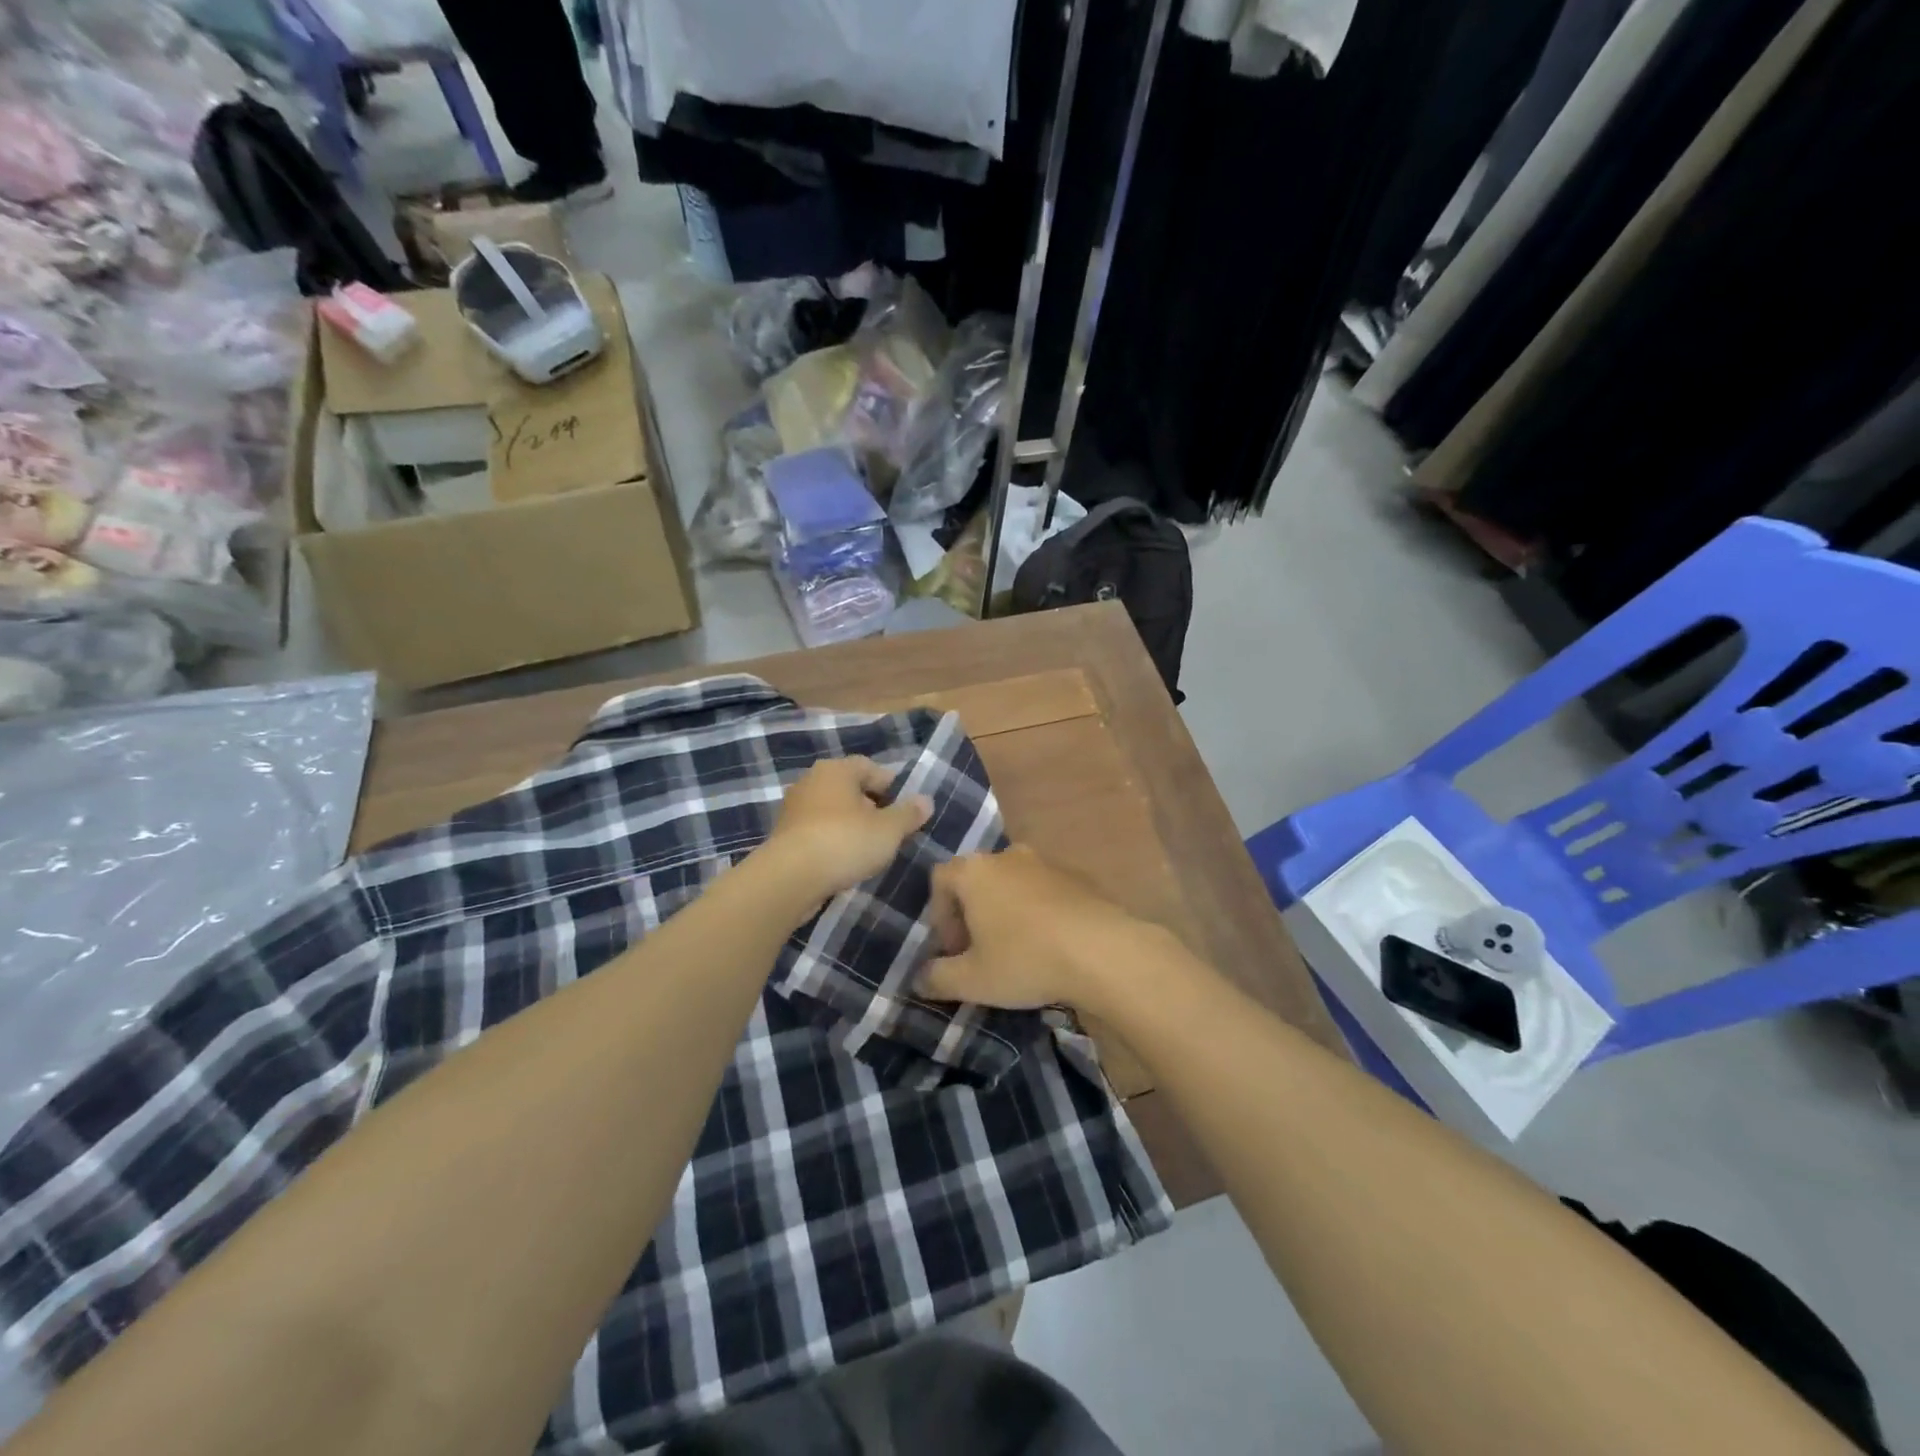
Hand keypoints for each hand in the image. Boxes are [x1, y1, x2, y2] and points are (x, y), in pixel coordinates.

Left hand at [759, 757, 931, 909]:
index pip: (870, 767)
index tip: (904, 809)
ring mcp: (793, 808)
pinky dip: (831, 841)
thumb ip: (909, 814)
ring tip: (867, 849)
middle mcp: (811, 781)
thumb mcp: (889, 830)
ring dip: (849, 826)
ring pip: (831, 811)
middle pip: (849, 788)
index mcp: (837, 770)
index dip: (891, 786)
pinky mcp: (784, 835)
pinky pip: (816, 831)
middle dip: (870, 806)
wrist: (790, 878)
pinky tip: (842, 862)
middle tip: (888, 830)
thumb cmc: (845, 842)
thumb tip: (926, 801)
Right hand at [918, 845, 1159, 1010]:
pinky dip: (1039, 912)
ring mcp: (1046, 863)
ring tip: (1017, 950)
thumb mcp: (972, 980)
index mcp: (975, 871)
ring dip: (1007, 912)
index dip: (939, 915)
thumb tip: (918, 979)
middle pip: (977, 879)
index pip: (940, 879)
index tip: (953, 949)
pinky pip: (1045, 891)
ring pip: (1013, 884)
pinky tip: (1051, 946)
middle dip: (972, 914)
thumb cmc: (1025, 959)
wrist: (1103, 951)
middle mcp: (1008, 856)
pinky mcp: (1078, 877)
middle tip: (980, 952)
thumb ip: (937, 977)